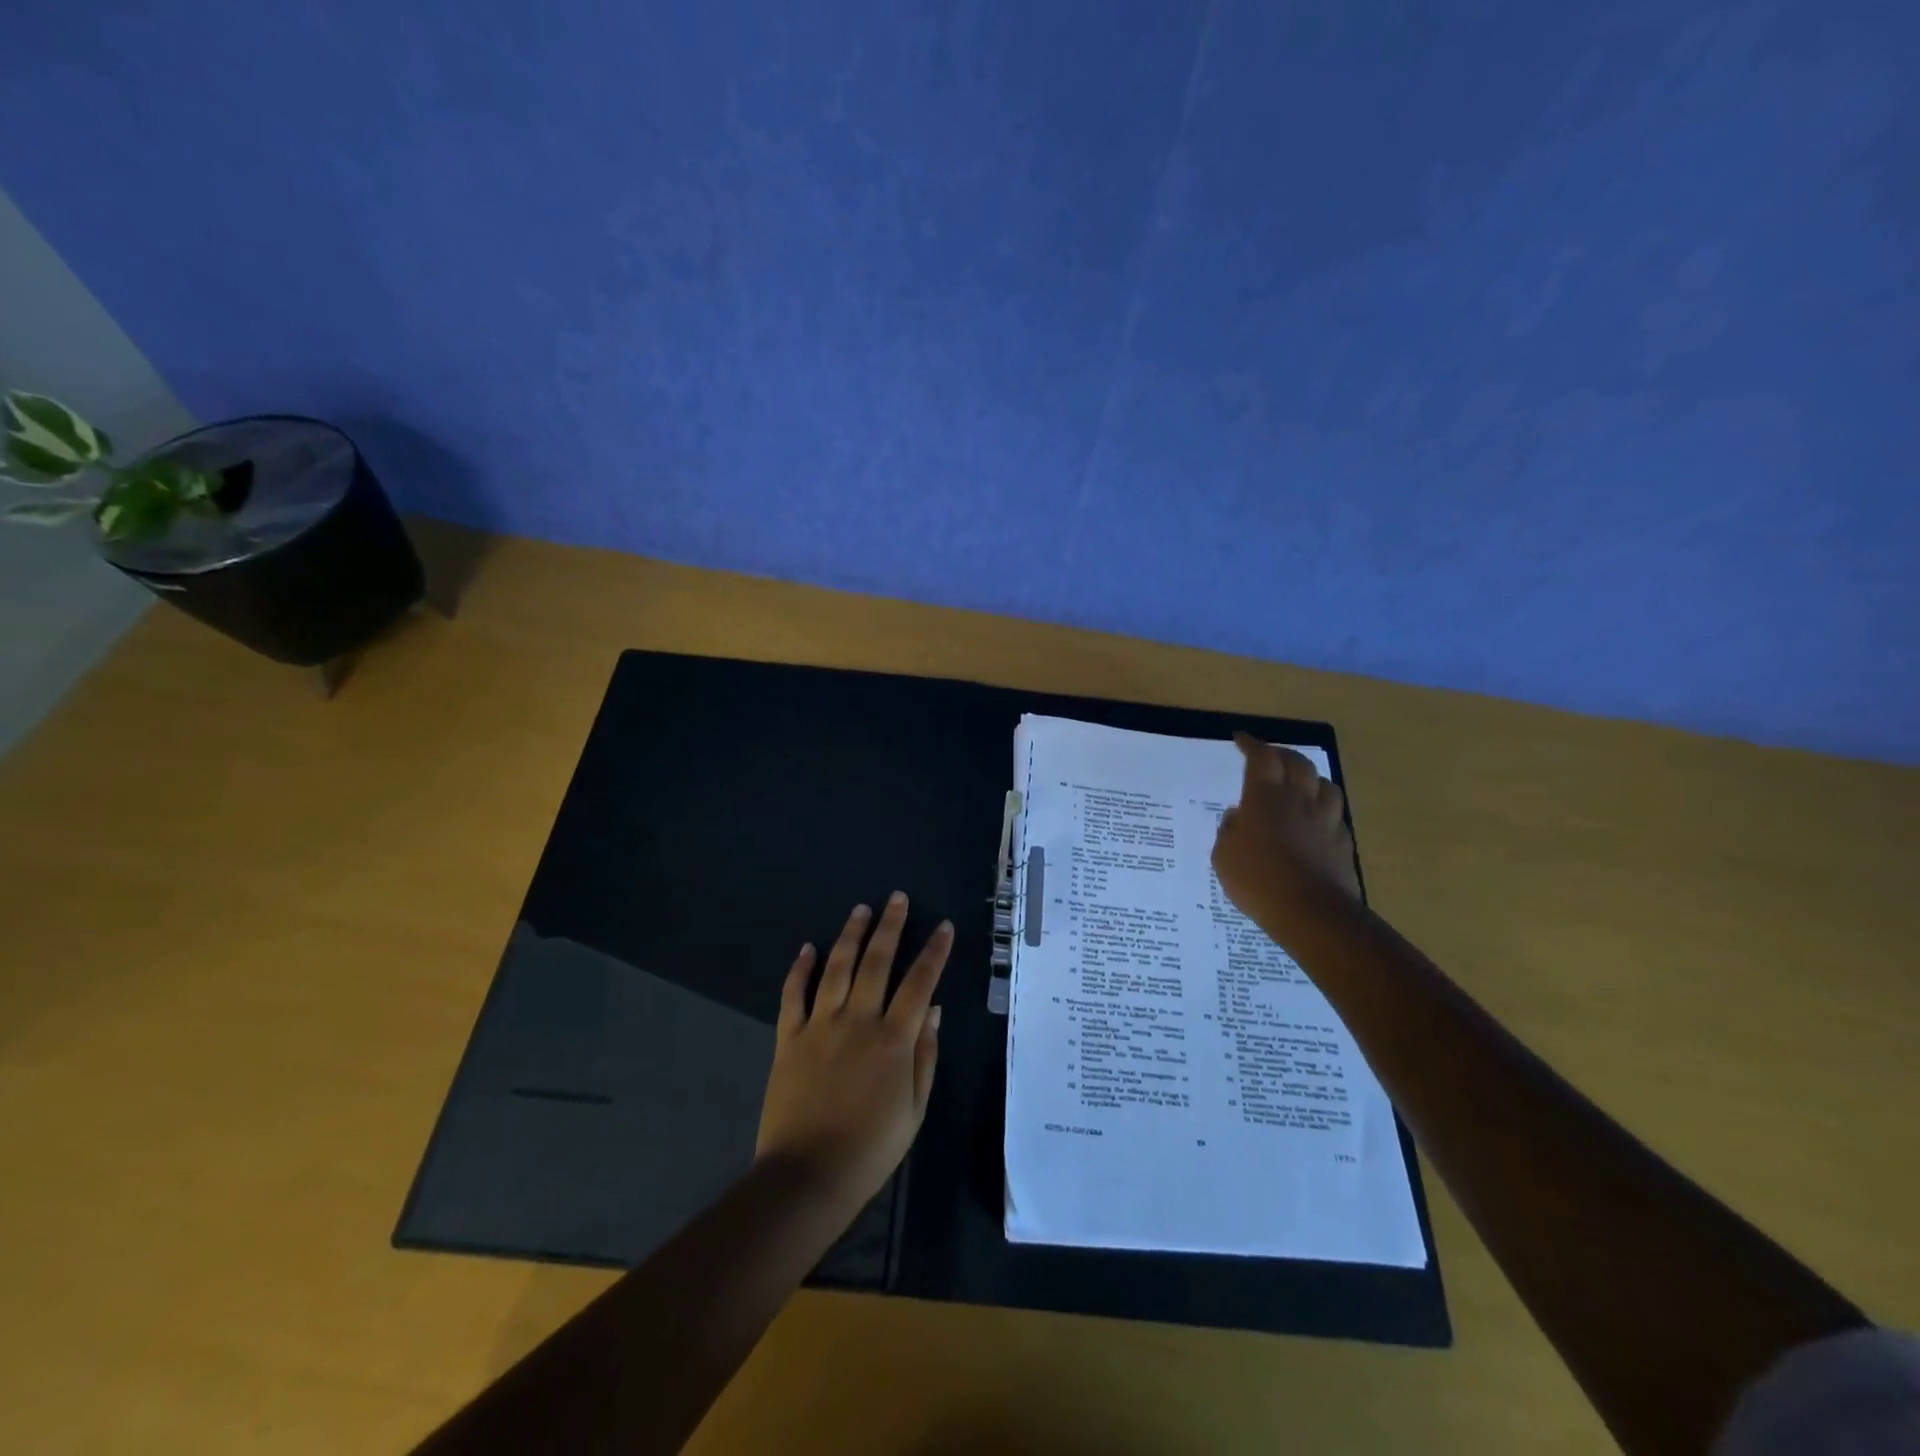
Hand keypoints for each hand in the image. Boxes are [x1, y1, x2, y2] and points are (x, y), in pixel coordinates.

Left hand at [755, 894, 951, 1219]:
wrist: (808, 1176)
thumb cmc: (871, 1147)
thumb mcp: (914, 1108)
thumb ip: (925, 1055)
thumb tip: (933, 1010)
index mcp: (893, 1039)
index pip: (919, 983)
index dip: (934, 952)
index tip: (943, 926)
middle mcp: (857, 1020)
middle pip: (877, 962)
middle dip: (890, 926)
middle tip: (896, 898)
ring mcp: (820, 1025)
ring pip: (837, 967)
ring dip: (850, 935)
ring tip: (861, 909)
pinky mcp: (789, 1038)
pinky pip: (793, 995)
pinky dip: (800, 969)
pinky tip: (807, 947)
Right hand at [1212, 732, 1361, 935]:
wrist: (1311, 913)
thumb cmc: (1258, 880)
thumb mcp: (1224, 857)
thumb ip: (1229, 831)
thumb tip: (1237, 816)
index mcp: (1265, 798)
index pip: (1261, 757)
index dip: (1251, 744)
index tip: (1241, 739)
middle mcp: (1299, 800)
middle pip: (1297, 762)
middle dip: (1281, 754)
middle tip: (1269, 757)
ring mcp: (1326, 820)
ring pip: (1324, 784)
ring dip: (1310, 778)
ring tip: (1299, 784)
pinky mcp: (1343, 843)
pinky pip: (1335, 814)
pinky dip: (1323, 809)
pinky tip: (1316, 821)